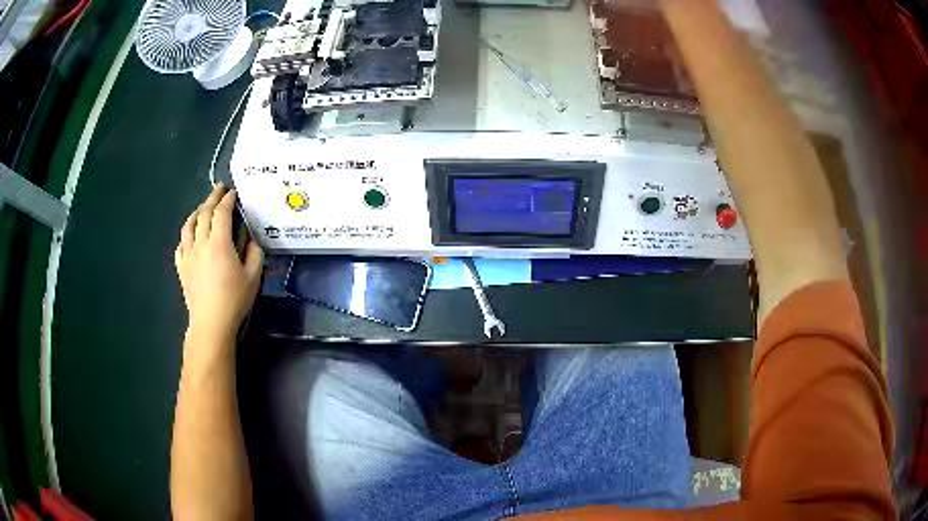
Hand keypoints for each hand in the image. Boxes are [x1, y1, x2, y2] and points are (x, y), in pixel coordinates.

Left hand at [175, 184, 263, 343]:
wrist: (211, 323)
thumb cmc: (234, 300)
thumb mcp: (253, 276)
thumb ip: (254, 253)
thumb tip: (251, 239)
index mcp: (219, 243)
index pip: (222, 212)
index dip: (228, 199)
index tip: (233, 192)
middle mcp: (201, 243)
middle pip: (204, 213)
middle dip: (212, 198)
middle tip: (219, 189)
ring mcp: (188, 255)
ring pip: (188, 225)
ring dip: (196, 212)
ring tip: (203, 207)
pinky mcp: (181, 267)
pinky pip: (181, 244)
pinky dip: (186, 234)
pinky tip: (190, 235)